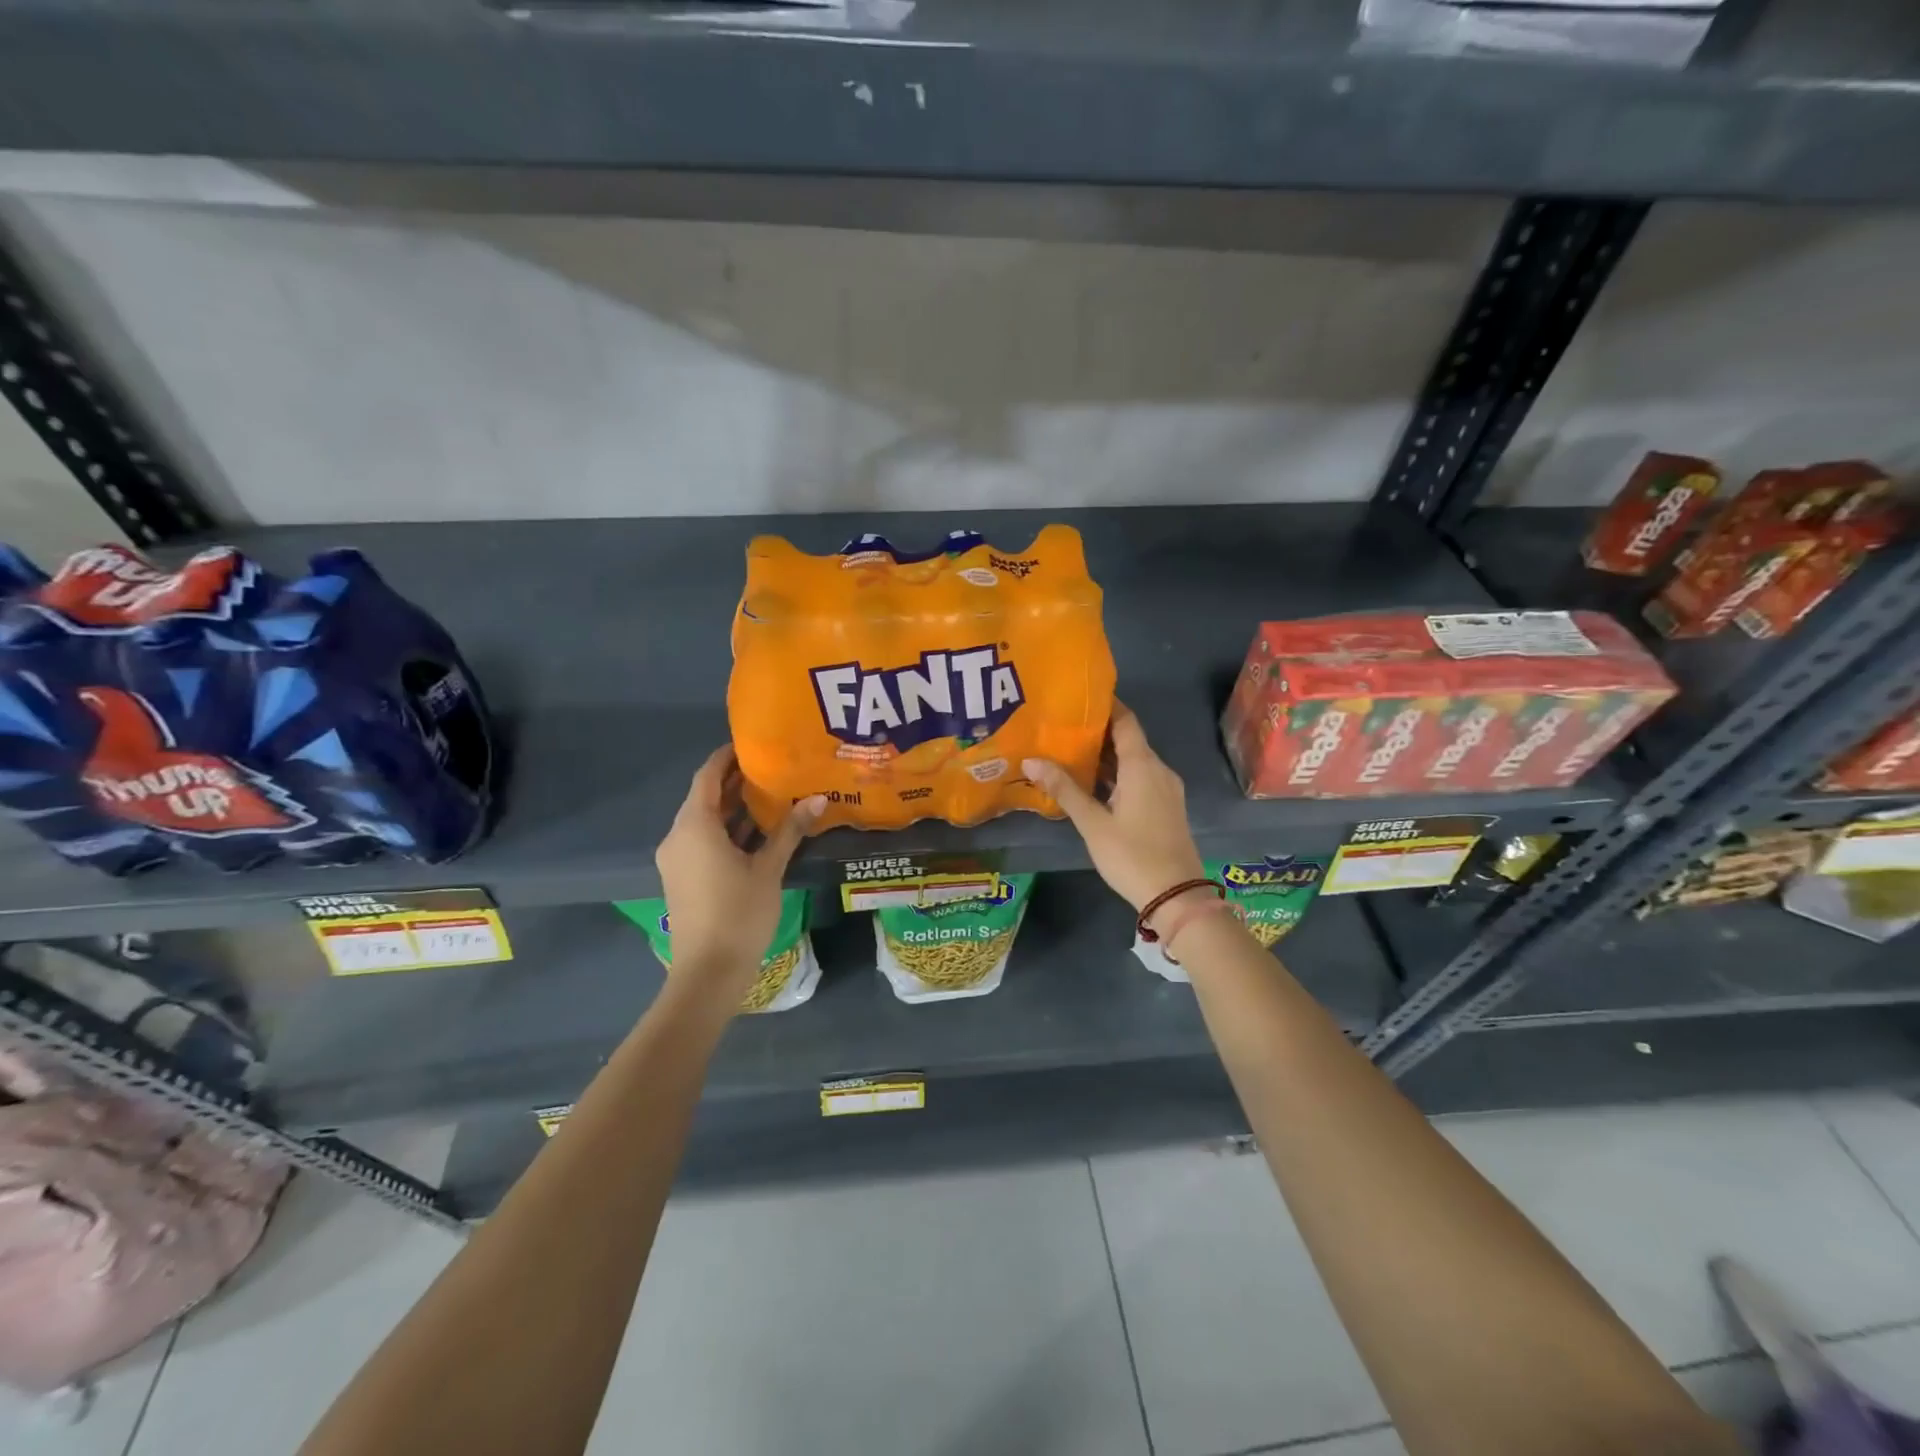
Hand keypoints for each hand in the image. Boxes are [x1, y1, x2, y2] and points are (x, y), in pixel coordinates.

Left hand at [655, 747, 823, 1004]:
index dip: (727, 757)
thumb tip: (817, 799)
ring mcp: (678, 859)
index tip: (753, 744)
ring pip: (705, 822)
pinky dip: (727, 832)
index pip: (707, 776)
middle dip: (736, 782)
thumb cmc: (738, 914)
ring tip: (772, 794)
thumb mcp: (769, 869)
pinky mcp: (684, 878)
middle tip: (773, 768)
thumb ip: (790, 831)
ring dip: (734, 809)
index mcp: (695, 826)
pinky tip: (759, 832)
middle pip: (705, 797)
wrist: (708, 973)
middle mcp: (679, 836)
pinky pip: (704, 842)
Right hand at [1024, 702, 1206, 913]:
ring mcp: (1166, 789)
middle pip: (1129, 739)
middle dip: (1098, 732)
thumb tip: (1031, 760)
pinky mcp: (1166, 807)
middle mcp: (1158, 770)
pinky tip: (1093, 783)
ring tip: (1070, 752)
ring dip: (1106, 756)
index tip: (1078, 697)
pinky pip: (1140, 778)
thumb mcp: (1093, 823)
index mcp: (1143, 766)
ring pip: (1134, 761)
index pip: (1126, 721)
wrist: (1177, 896)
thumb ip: (1064, 790)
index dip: (1106, 706)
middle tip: (1062, 726)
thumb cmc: (1132, 855)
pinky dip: (1117, 774)